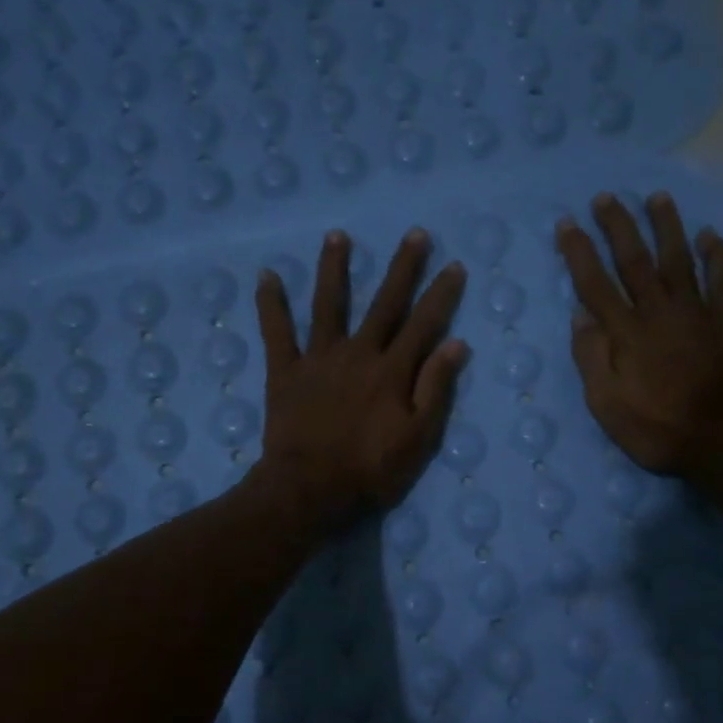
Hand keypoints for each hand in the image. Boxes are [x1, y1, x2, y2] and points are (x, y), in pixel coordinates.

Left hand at [253, 227, 468, 529]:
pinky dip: (271, 304)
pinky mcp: (285, 371)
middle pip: (384, 303)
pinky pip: (276, 331)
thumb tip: (455, 344)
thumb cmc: (370, 470)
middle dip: (402, 268)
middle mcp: (358, 353)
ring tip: (337, 236)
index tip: (454, 265)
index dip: (441, 295)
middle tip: (414, 234)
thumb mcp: (417, 438)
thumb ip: (435, 389)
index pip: (424, 324)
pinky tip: (266, 276)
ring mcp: (319, 358)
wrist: (309, 489)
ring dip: (334, 269)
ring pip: (328, 304)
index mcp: (392, 371)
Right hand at [557, 192, 722, 477]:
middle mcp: (659, 313)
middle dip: (619, 226)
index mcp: (626, 334)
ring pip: (678, 259)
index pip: (596, 284)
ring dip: (666, 226)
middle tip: (606, 197)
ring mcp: (698, 313)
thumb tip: (580, 315)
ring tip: (657, 197)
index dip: (580, 252)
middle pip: (635, 260)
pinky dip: (716, 255)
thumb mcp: (607, 406)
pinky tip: (710, 234)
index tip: (568, 223)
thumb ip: (592, 358)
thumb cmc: (657, 430)